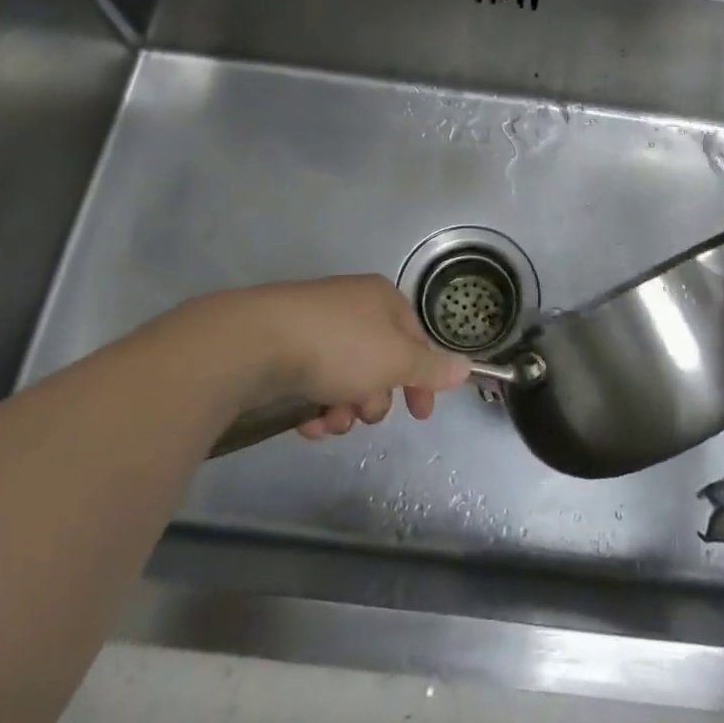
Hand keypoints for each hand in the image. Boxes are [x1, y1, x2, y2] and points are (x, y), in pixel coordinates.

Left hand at [209, 275, 470, 437]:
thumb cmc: (339, 346)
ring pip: (345, 376)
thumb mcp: (396, 360)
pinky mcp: (285, 346)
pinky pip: (313, 380)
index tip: (421, 415)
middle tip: (365, 413)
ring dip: (344, 407)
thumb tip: (466, 367)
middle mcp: (352, 306)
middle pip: (380, 361)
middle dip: (375, 397)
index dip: (423, 378)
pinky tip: (307, 423)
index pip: (416, 339)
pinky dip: (315, 405)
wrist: (257, 341)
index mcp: (382, 299)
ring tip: (330, 421)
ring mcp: (316, 324)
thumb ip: (431, 367)